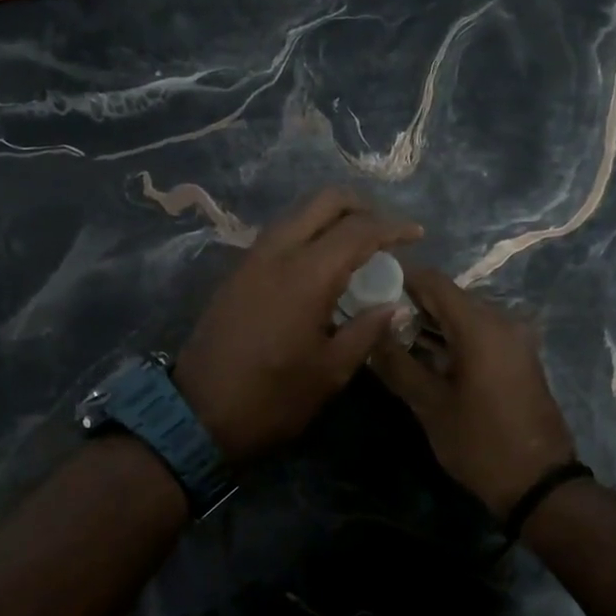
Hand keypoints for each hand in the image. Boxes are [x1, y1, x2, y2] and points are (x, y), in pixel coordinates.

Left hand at [174, 188, 421, 460]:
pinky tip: (321, 264)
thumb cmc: (273, 398)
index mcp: (307, 275)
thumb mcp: (330, 371)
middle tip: (385, 232)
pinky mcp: (237, 272)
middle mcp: (277, 252)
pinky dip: (308, 234)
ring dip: (331, 218)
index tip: (417, 235)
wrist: (198, 413)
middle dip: (361, 207)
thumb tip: (394, 305)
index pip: (358, 230)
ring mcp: (251, 258)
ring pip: (298, 214)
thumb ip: (366, 330)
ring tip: (357, 247)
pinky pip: (280, 234)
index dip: (393, 227)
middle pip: (324, 201)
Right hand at [369, 267, 576, 517]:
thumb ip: (397, 363)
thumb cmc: (479, 442)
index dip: (398, 279)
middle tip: (373, 318)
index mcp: (480, 325)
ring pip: (463, 315)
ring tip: (391, 338)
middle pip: (448, 296)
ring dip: (430, 323)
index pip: (432, 281)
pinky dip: (451, 337)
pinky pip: (479, 332)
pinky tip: (425, 355)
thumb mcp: (429, 405)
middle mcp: (501, 320)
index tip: (367, 288)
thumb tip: (371, 333)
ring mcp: (515, 338)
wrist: (538, 482)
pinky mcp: (519, 356)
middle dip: (410, 304)